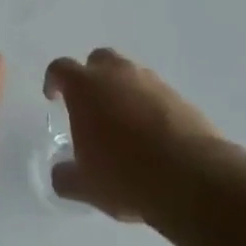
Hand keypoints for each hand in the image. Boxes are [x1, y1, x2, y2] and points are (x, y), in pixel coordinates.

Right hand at [44, 48, 223, 222]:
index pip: (61, 68)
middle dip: (92, 76)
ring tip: (124, 124)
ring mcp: (153, 83)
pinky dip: (150, 107)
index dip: (54, 80)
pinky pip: (157, 95)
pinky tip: (153, 137)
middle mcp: (118, 75)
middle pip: (100, 60)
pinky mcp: (182, 99)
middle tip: (91, 105)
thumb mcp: (86, 185)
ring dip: (123, 91)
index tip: (53, 97)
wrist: (192, 179)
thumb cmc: (125, 175)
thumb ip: (66, 176)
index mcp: (86, 87)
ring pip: (131, 75)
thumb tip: (60, 174)